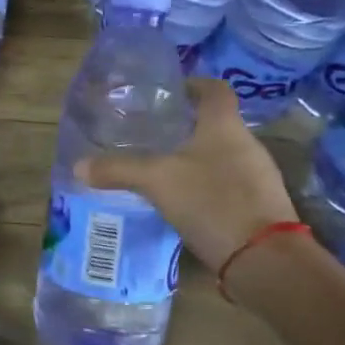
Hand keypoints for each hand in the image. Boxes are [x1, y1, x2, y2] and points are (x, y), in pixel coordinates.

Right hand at [77, 77, 297, 272]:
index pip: (214, 89)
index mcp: (224, 125)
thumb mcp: (157, 180)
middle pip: (216, 123)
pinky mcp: (261, 206)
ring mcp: (258, 176)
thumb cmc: (211, 201)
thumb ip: (118, 169)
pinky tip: (184, 201)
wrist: (264, 260)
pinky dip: (208, 185)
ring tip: (163, 168)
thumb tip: (79, 166)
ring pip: (223, 155)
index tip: (168, 93)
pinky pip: (229, 184)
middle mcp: (247, 143)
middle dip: (187, 126)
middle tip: (153, 133)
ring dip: (197, 157)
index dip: (193, 84)